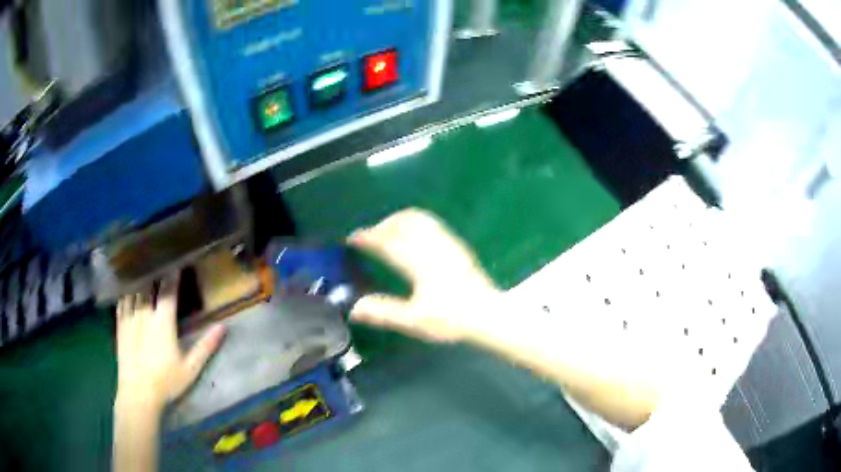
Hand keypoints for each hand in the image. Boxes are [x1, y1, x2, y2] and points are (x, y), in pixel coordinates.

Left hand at [115, 275, 225, 411]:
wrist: (138, 393)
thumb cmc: (167, 382)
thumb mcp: (191, 368)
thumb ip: (206, 346)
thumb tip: (223, 326)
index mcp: (163, 323)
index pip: (167, 291)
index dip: (172, 276)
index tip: (177, 264)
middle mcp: (144, 315)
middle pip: (148, 286)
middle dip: (155, 274)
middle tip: (160, 264)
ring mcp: (129, 319)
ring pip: (134, 291)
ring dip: (140, 280)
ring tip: (144, 272)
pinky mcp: (120, 326)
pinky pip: (121, 302)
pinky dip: (126, 292)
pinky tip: (128, 289)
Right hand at [349, 208, 501, 341]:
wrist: (487, 313)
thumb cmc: (451, 319)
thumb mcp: (414, 320)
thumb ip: (384, 312)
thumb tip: (354, 308)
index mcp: (418, 263)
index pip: (387, 242)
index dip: (368, 237)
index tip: (353, 238)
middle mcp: (432, 246)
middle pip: (402, 223)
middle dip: (382, 226)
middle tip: (368, 237)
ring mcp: (446, 242)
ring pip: (418, 219)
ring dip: (398, 220)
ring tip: (387, 231)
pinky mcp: (456, 245)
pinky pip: (431, 222)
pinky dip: (414, 221)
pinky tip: (412, 234)